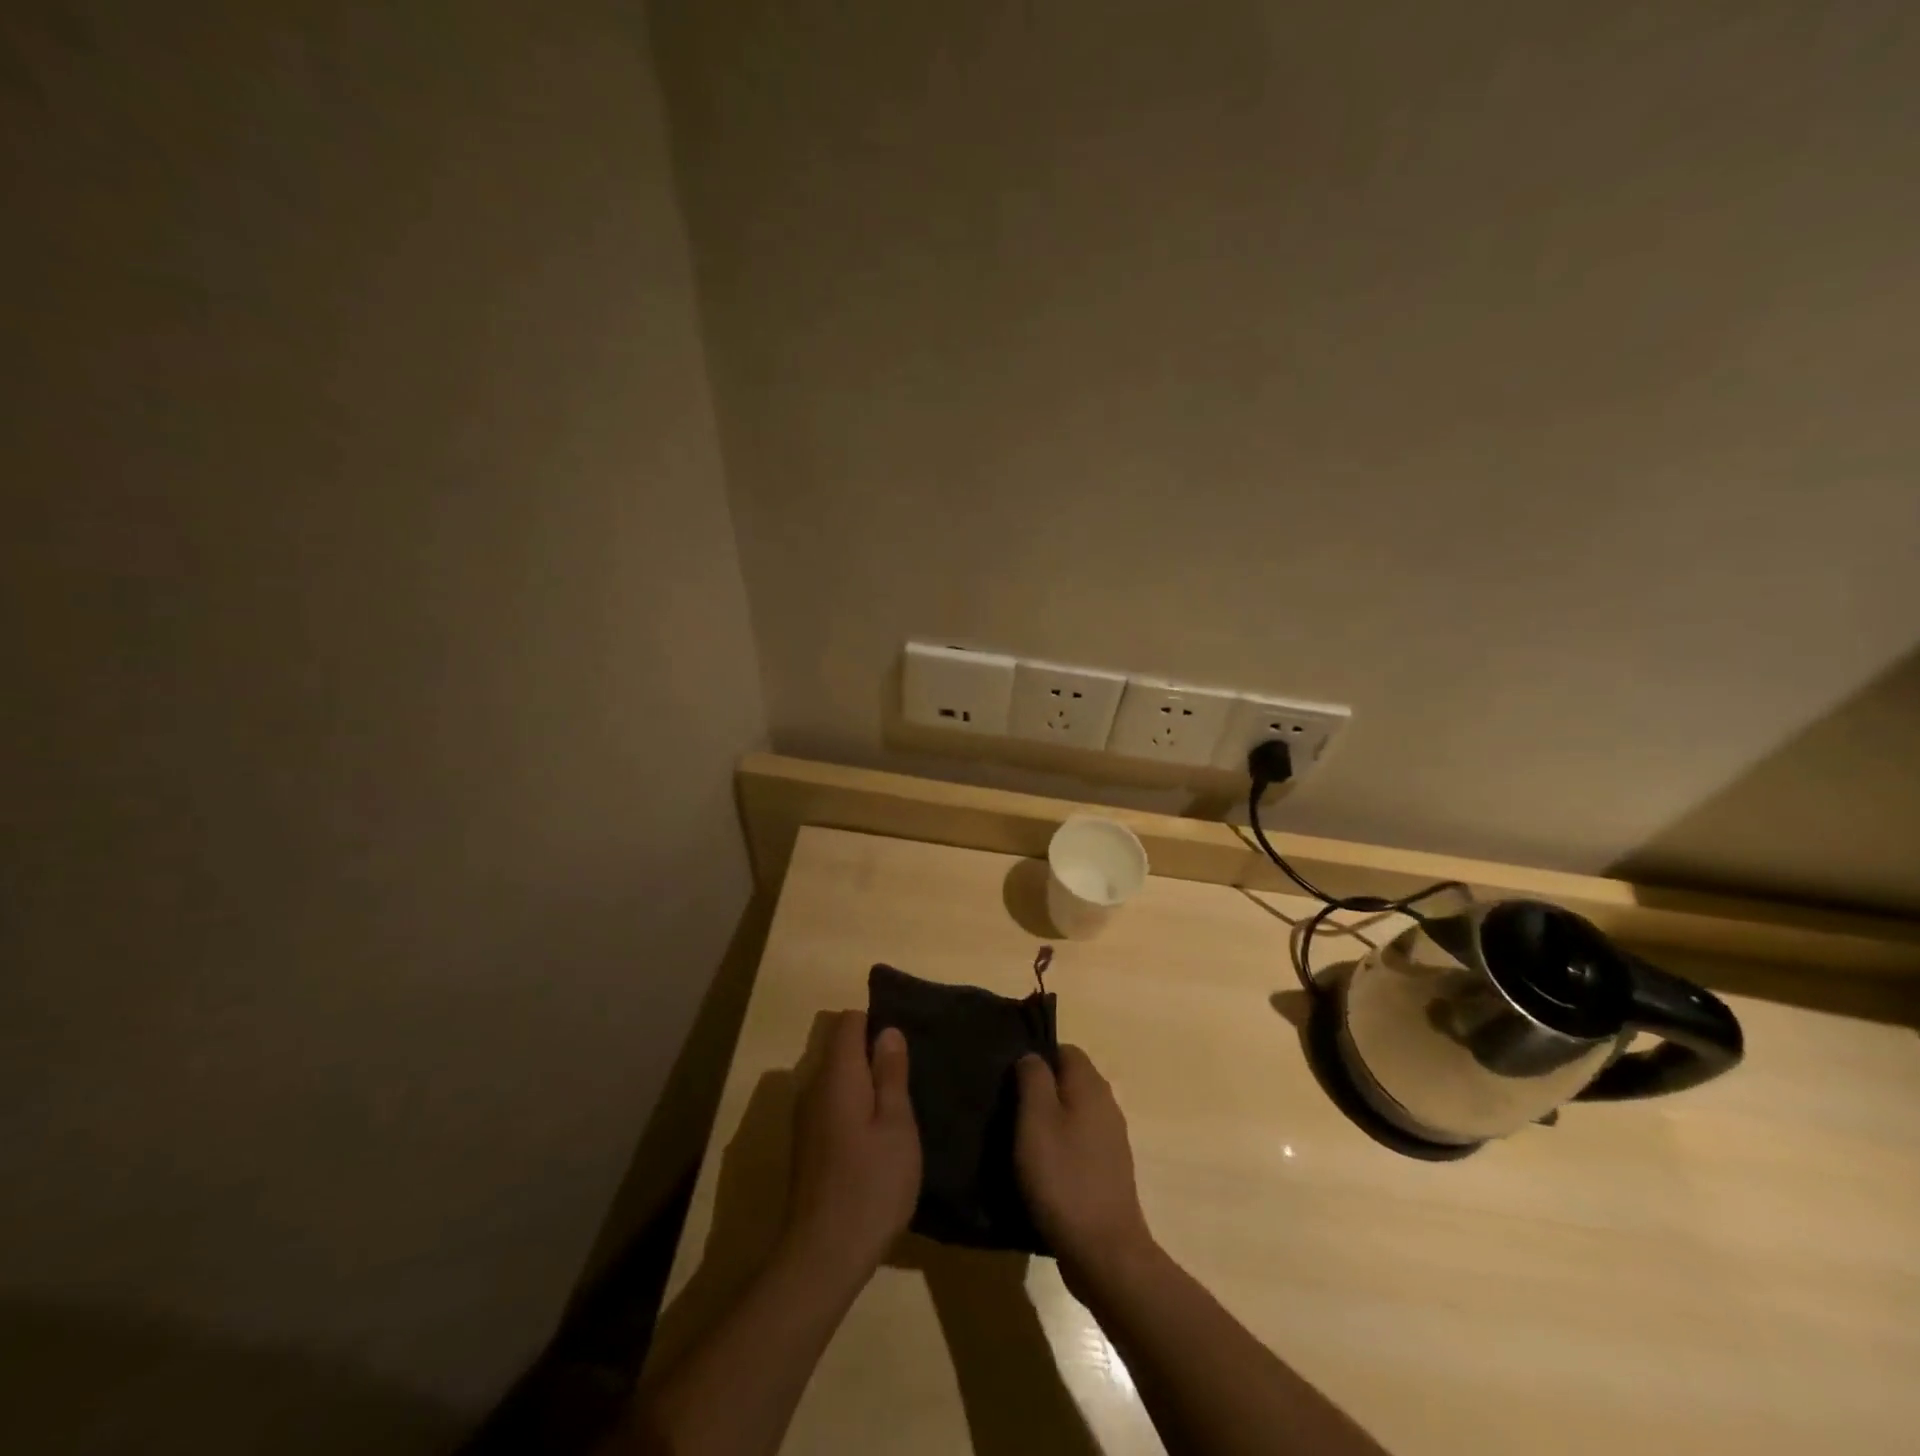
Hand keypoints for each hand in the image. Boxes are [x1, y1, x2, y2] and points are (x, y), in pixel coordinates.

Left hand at [782, 1011, 920, 1291]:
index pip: (850, 1022)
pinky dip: (854, 1108)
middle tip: (910, 1076)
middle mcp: (814, 1087)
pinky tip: (876, 1137)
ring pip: (837, 1080)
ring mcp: (806, 1118)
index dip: (877, 1021)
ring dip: (865, 1084)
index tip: (905, 1041)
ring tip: (900, 1106)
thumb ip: (891, 1073)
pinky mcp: (807, 1146)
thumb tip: (887, 1030)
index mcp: (837, 1074)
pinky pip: (832, 1106)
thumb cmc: (871, 1183)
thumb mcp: (896, 1124)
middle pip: (841, 1049)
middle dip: (873, 1054)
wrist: (823, 1255)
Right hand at [1014, 1046, 1156, 1289]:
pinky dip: (1060, 1147)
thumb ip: (1033, 1079)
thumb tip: (1032, 1056)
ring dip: (1049, 1121)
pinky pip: (1080, 1143)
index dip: (1036, 1057)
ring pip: (1074, 1113)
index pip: (1064, 1050)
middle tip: (1008, 1108)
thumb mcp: (1036, 1120)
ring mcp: (1111, 1140)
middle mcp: (1107, 1105)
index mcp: (1091, 1086)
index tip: (1009, 1078)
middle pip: (1070, 1081)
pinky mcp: (1108, 1170)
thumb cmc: (1063, 1178)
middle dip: (1040, 1089)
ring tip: (1018, 1139)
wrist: (1104, 1252)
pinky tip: (1040, 1168)